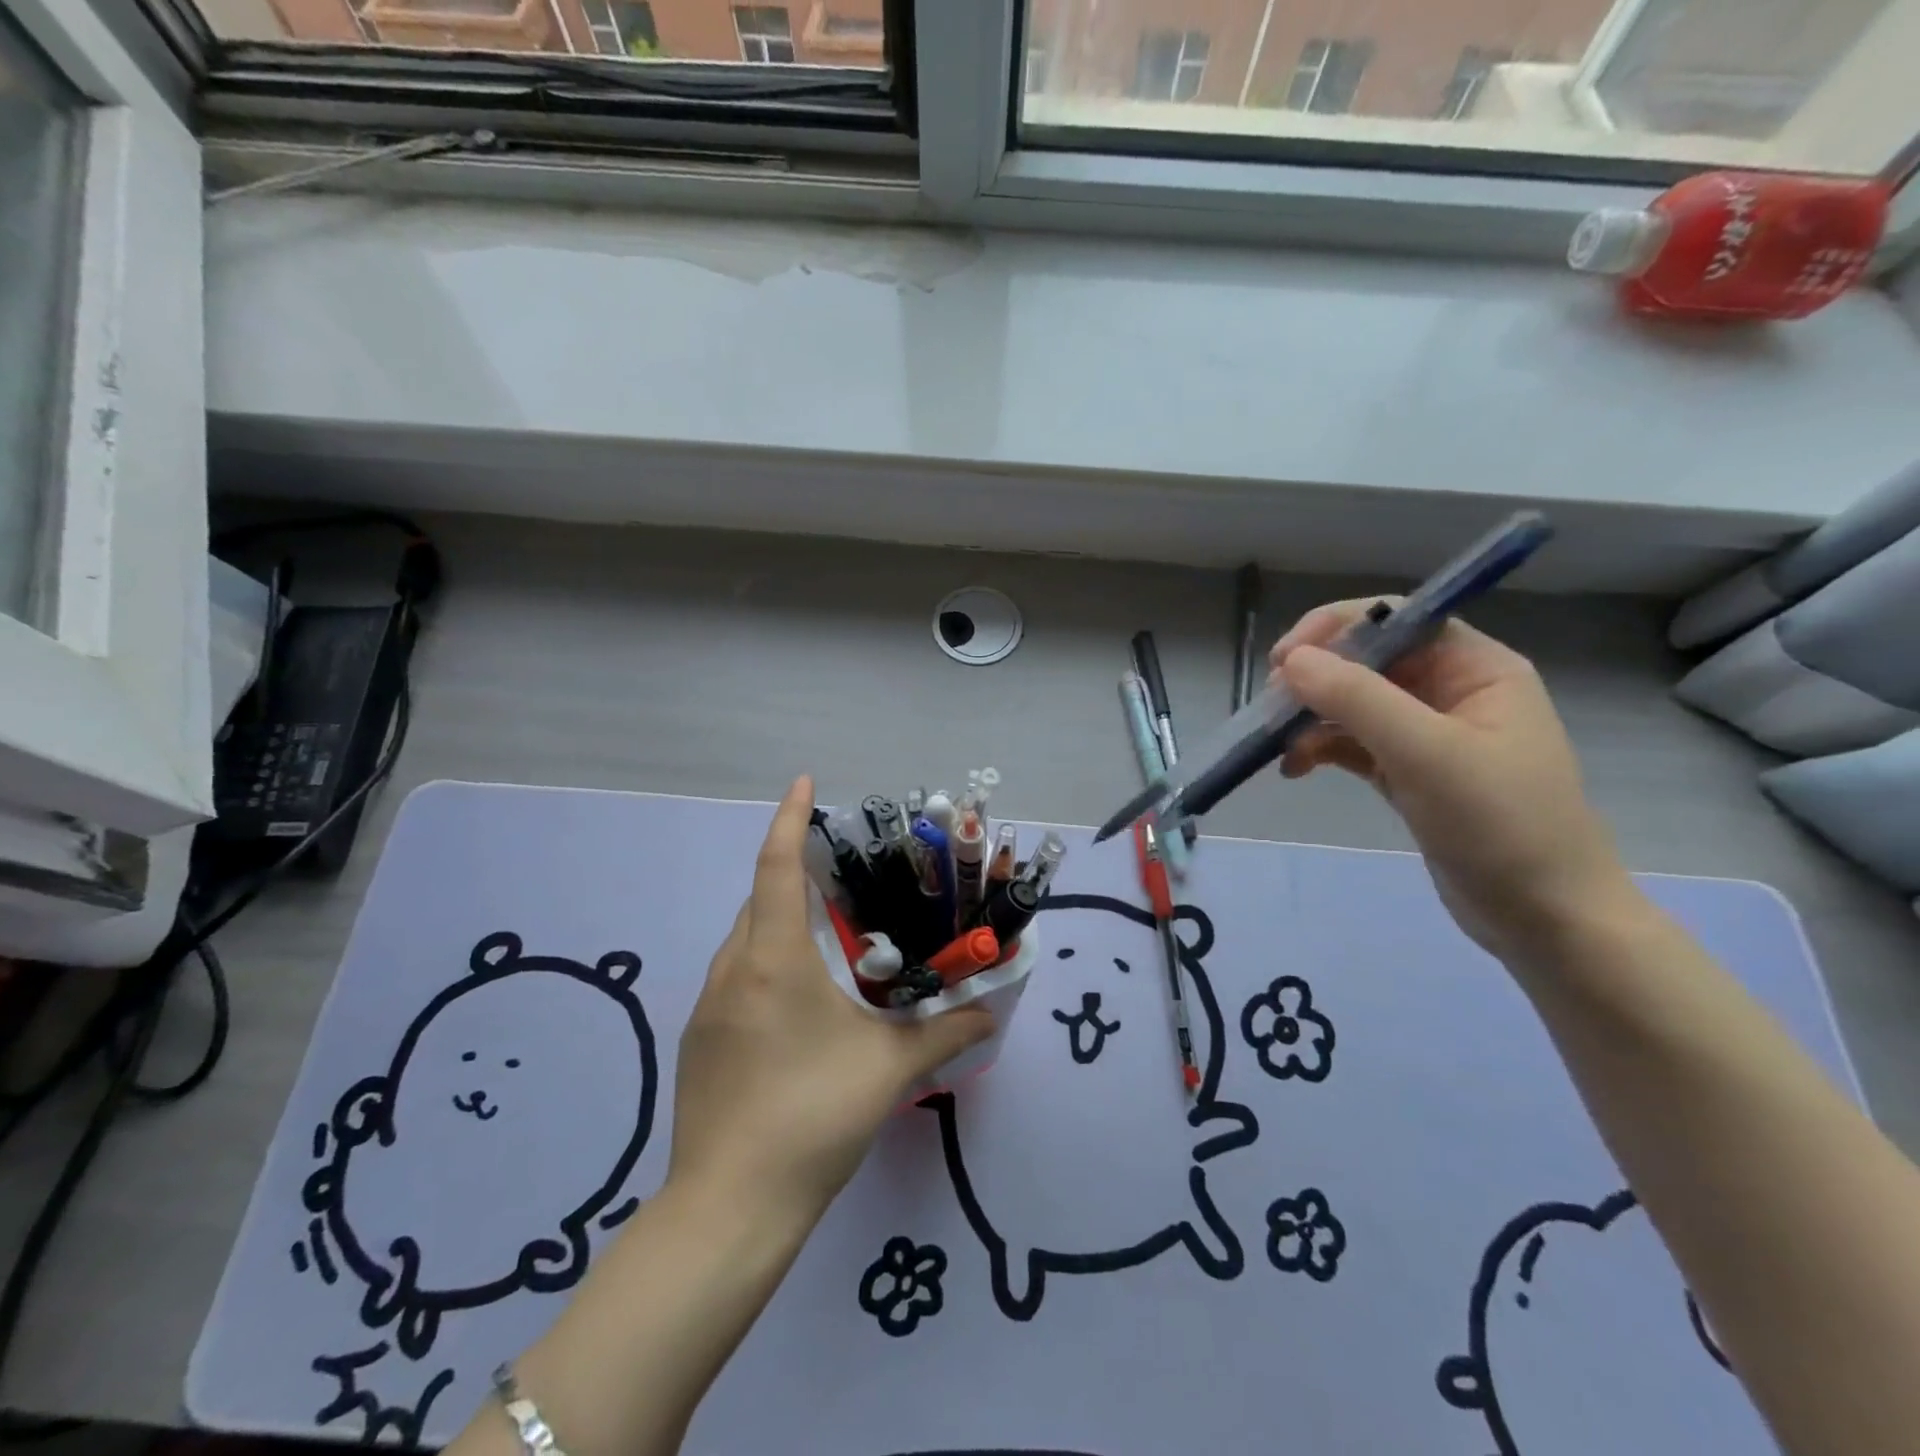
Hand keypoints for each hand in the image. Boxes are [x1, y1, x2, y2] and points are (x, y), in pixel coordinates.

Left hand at [668, 776, 992, 1221]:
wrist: (729, 1209)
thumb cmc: (812, 1117)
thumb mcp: (889, 1069)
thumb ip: (945, 1032)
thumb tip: (992, 1012)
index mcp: (773, 959)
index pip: (776, 866)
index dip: (790, 819)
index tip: (806, 783)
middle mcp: (733, 969)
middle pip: (761, 899)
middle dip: (796, 875)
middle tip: (844, 878)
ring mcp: (709, 1007)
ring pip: (746, 940)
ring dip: (782, 924)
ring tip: (830, 940)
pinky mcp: (700, 1041)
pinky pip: (737, 977)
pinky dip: (767, 964)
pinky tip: (800, 1005)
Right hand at [1269, 603, 1632, 961]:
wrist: (1545, 920)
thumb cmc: (1500, 825)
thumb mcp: (1427, 754)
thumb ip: (1359, 699)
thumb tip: (1292, 660)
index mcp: (1476, 669)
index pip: (1398, 620)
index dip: (1337, 628)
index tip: (1284, 659)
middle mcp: (1452, 692)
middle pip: (1369, 661)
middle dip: (1316, 679)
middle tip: (1272, 709)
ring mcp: (1429, 735)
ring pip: (1354, 704)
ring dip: (1311, 718)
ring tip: (1278, 745)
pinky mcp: (1409, 773)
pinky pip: (1353, 744)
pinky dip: (1321, 750)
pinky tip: (1295, 769)